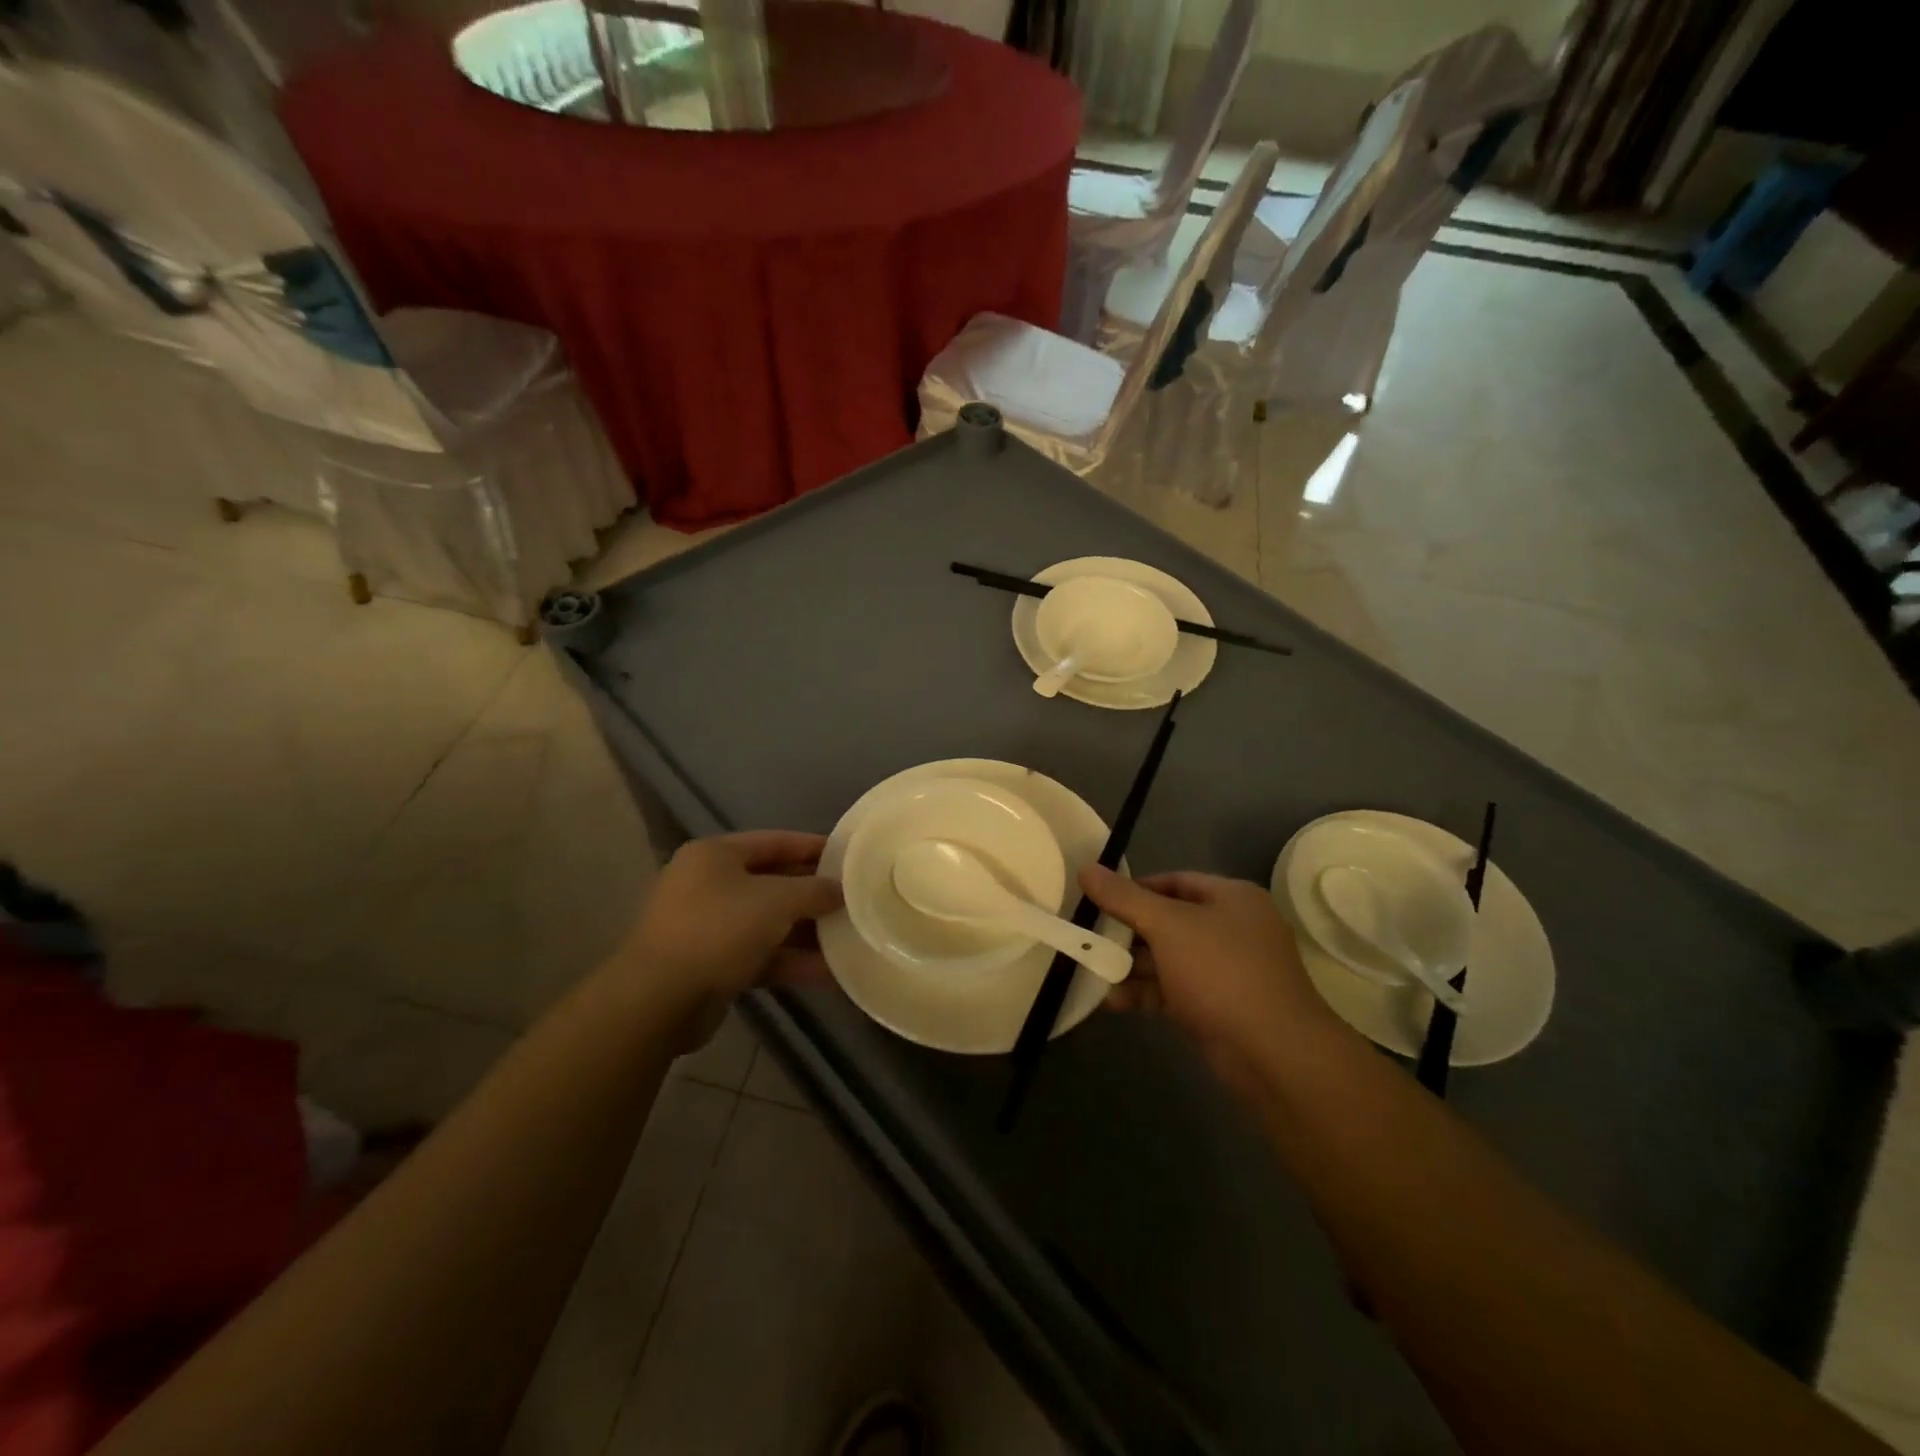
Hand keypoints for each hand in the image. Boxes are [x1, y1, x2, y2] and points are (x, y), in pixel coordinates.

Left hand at [617, 832, 841, 1006]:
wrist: (658, 1000)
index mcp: (715, 855)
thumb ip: (813, 891)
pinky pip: (760, 955)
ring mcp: (708, 926)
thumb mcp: (776, 901)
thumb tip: (840, 890)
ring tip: (850, 939)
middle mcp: (708, 884)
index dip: (813, 847)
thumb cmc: (718, 930)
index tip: (849, 857)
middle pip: (773, 883)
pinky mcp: (712, 965)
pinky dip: (791, 961)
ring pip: (768, 923)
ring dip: (807, 933)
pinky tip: (831, 974)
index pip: (775, 841)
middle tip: (854, 900)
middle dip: (813, 895)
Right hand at [1079, 866, 1343, 1099]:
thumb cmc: (1222, 972)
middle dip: (1127, 932)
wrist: (1274, 1054)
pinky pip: (1173, 991)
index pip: (1175, 881)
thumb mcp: (1167, 926)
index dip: (1134, 888)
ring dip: (1129, 966)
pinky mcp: (1217, 1008)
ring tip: (1090, 970)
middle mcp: (1232, 929)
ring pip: (1168, 959)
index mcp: (1232, 898)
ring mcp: (1227, 972)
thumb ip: (1124, 898)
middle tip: (1088, 936)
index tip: (1098, 899)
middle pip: (1168, 921)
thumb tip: (1087, 868)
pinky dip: (1144, 993)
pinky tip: (1110, 1002)